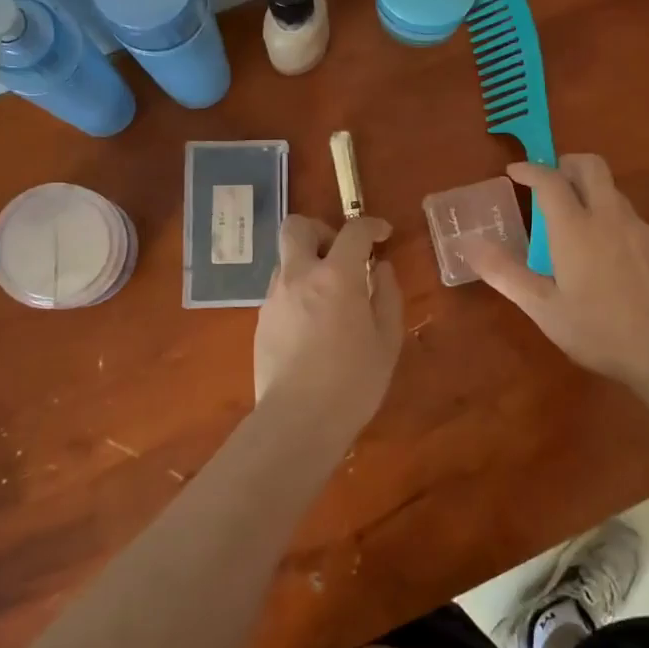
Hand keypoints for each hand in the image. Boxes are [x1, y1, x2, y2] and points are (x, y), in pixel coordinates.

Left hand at [253, 215, 404, 432]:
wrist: (297, 421)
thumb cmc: (353, 382)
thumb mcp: (387, 340)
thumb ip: (387, 296)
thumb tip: (380, 269)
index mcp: (336, 276)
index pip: (353, 230)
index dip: (371, 225)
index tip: (382, 235)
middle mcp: (299, 276)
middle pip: (296, 226)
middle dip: (321, 230)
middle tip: (341, 255)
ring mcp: (274, 298)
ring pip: (286, 260)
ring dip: (308, 264)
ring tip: (329, 297)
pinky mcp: (261, 321)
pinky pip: (280, 291)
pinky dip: (298, 293)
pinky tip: (313, 326)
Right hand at [468, 154, 648, 390]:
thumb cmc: (598, 330)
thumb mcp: (543, 308)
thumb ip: (505, 273)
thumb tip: (470, 245)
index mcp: (575, 228)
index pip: (550, 180)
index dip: (530, 169)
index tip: (514, 172)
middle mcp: (609, 216)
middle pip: (591, 166)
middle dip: (566, 163)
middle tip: (549, 183)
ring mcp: (640, 228)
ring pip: (612, 191)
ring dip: (589, 192)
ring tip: (573, 225)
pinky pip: (629, 218)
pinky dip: (610, 219)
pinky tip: (606, 256)